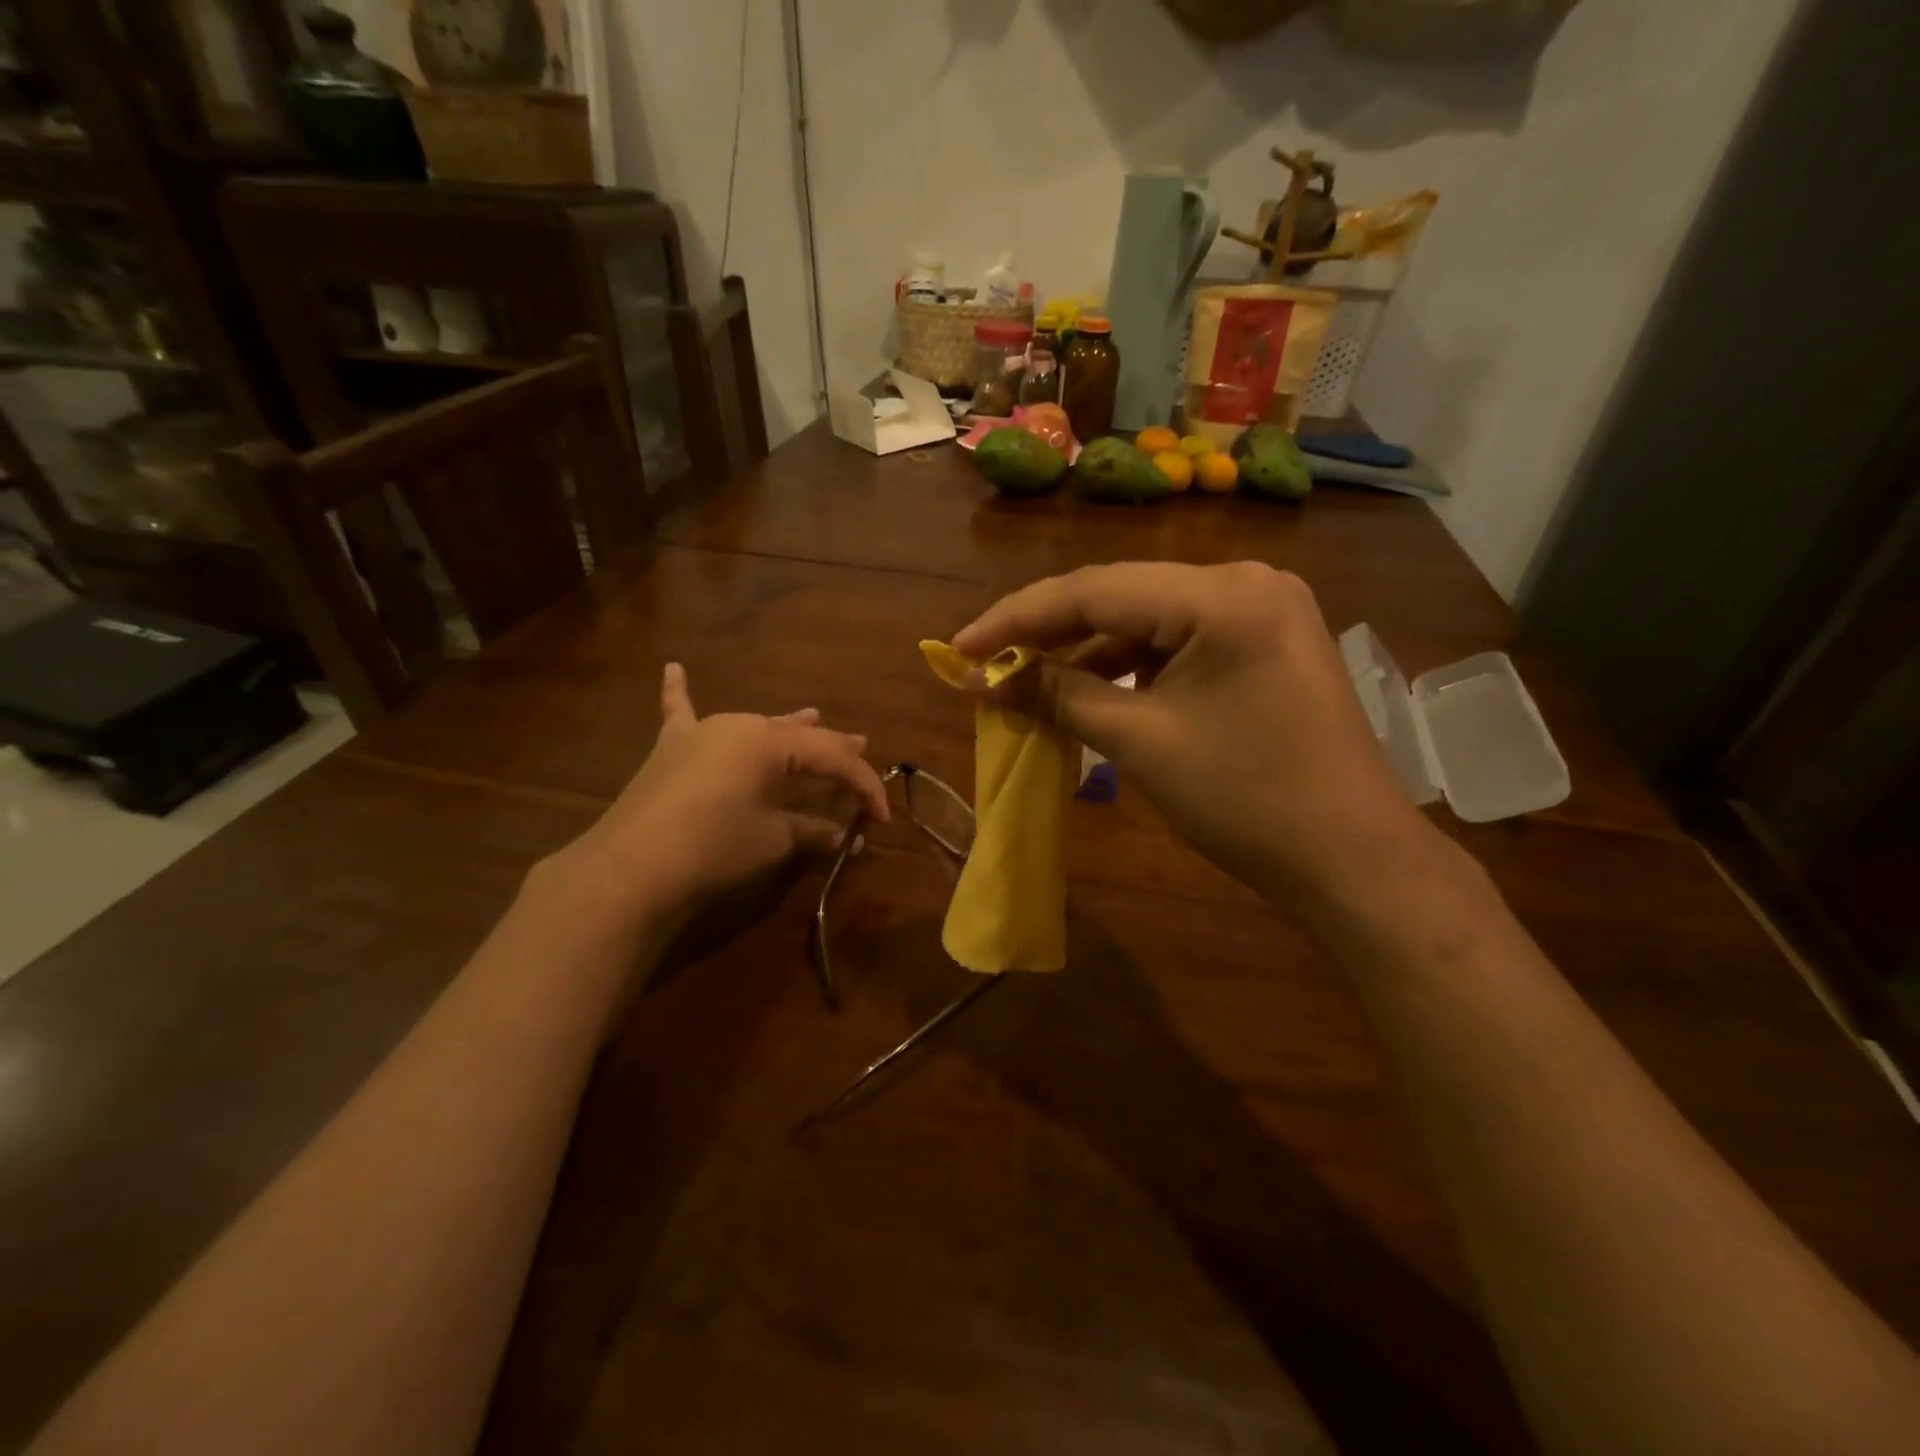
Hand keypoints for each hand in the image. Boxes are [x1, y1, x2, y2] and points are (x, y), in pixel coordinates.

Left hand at [543, 663, 889, 927]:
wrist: (629, 868)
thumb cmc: (713, 848)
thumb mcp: (772, 841)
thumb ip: (812, 832)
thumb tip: (844, 836)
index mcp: (770, 742)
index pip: (832, 759)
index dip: (863, 786)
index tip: (880, 818)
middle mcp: (739, 725)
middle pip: (797, 736)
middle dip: (832, 747)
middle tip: (862, 744)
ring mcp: (700, 733)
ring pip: (755, 724)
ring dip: (786, 728)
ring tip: (814, 716)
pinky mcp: (670, 750)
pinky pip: (679, 712)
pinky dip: (678, 692)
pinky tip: (671, 666)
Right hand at [953, 562, 1442, 915]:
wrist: (1350, 860)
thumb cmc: (1246, 800)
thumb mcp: (1141, 741)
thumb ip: (1058, 694)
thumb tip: (985, 676)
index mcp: (1223, 594)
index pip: (1094, 589)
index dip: (1016, 619)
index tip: (958, 648)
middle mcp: (1245, 581)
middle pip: (1120, 596)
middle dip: (1048, 633)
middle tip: (986, 664)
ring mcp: (1261, 610)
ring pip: (1147, 619)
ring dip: (1086, 652)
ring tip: (1027, 682)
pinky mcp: (1263, 642)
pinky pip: (1177, 641)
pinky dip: (1129, 666)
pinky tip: (1090, 689)